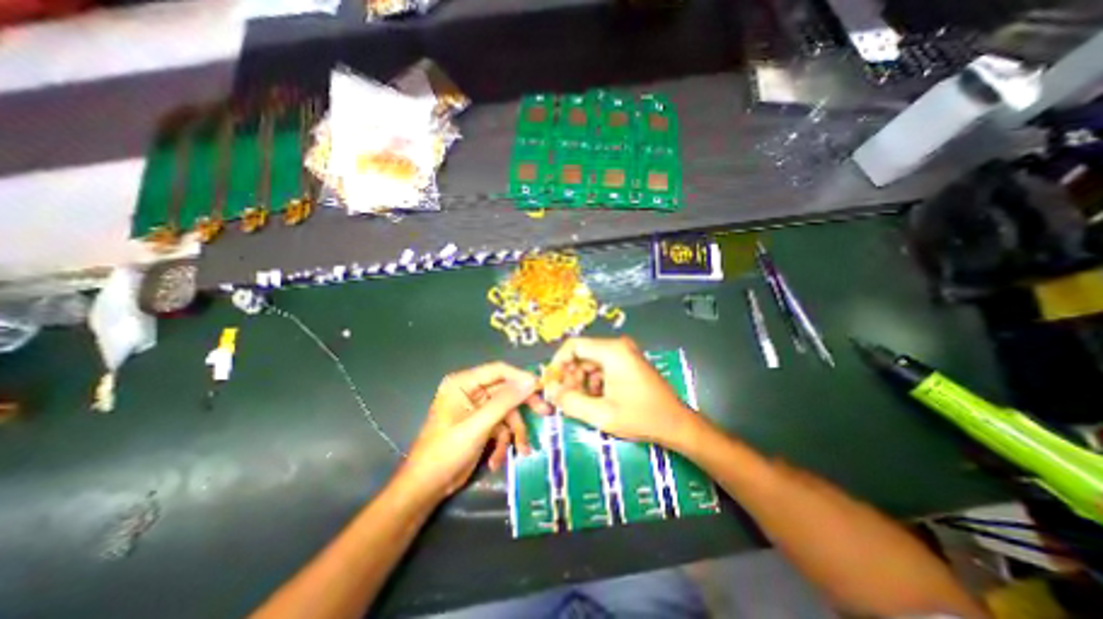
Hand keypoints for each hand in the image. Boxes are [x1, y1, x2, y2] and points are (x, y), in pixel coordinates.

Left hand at [402, 362, 546, 498]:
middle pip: (506, 390)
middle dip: (523, 406)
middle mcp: (471, 391)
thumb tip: (531, 381)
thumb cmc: (446, 452)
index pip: (498, 370)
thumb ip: (505, 402)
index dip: (521, 377)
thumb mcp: (478, 426)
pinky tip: (497, 460)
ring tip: (523, 450)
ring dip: (515, 431)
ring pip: (507, 411)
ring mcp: (477, 408)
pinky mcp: (481, 424)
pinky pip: (501, 426)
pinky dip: (504, 442)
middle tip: (545, 412)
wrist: (426, 488)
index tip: (542, 387)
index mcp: (463, 383)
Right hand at [541, 339, 695, 448]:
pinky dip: (593, 382)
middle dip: (570, 376)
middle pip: (581, 354)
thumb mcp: (601, 414)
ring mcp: (624, 354)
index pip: (573, 345)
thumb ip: (570, 402)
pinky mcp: (627, 363)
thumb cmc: (641, 417)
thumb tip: (550, 392)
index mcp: (612, 351)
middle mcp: (617, 346)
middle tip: (566, 398)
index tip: (552, 383)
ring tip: (581, 402)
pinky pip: (601, 367)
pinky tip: (597, 400)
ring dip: (581, 381)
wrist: (676, 423)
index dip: (558, 363)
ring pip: (590, 362)